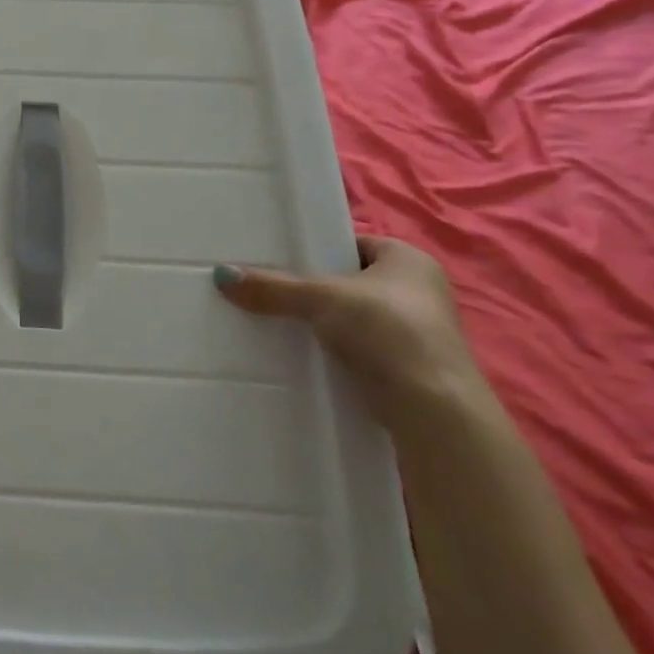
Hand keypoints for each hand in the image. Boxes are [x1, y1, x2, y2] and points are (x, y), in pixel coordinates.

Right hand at [214, 236, 495, 436]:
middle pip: (348, 282)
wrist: (432, 409)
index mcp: (409, 259)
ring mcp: (416, 332)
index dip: (315, 251)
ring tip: (275, 324)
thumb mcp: (320, 298)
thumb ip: (272, 287)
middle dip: (312, 290)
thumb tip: (221, 275)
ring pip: (351, 318)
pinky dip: (333, 351)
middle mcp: (418, 291)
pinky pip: (357, 349)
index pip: (351, 244)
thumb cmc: (386, 331)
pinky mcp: (407, 368)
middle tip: (268, 291)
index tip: (277, 261)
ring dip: (321, 324)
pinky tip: (302, 356)